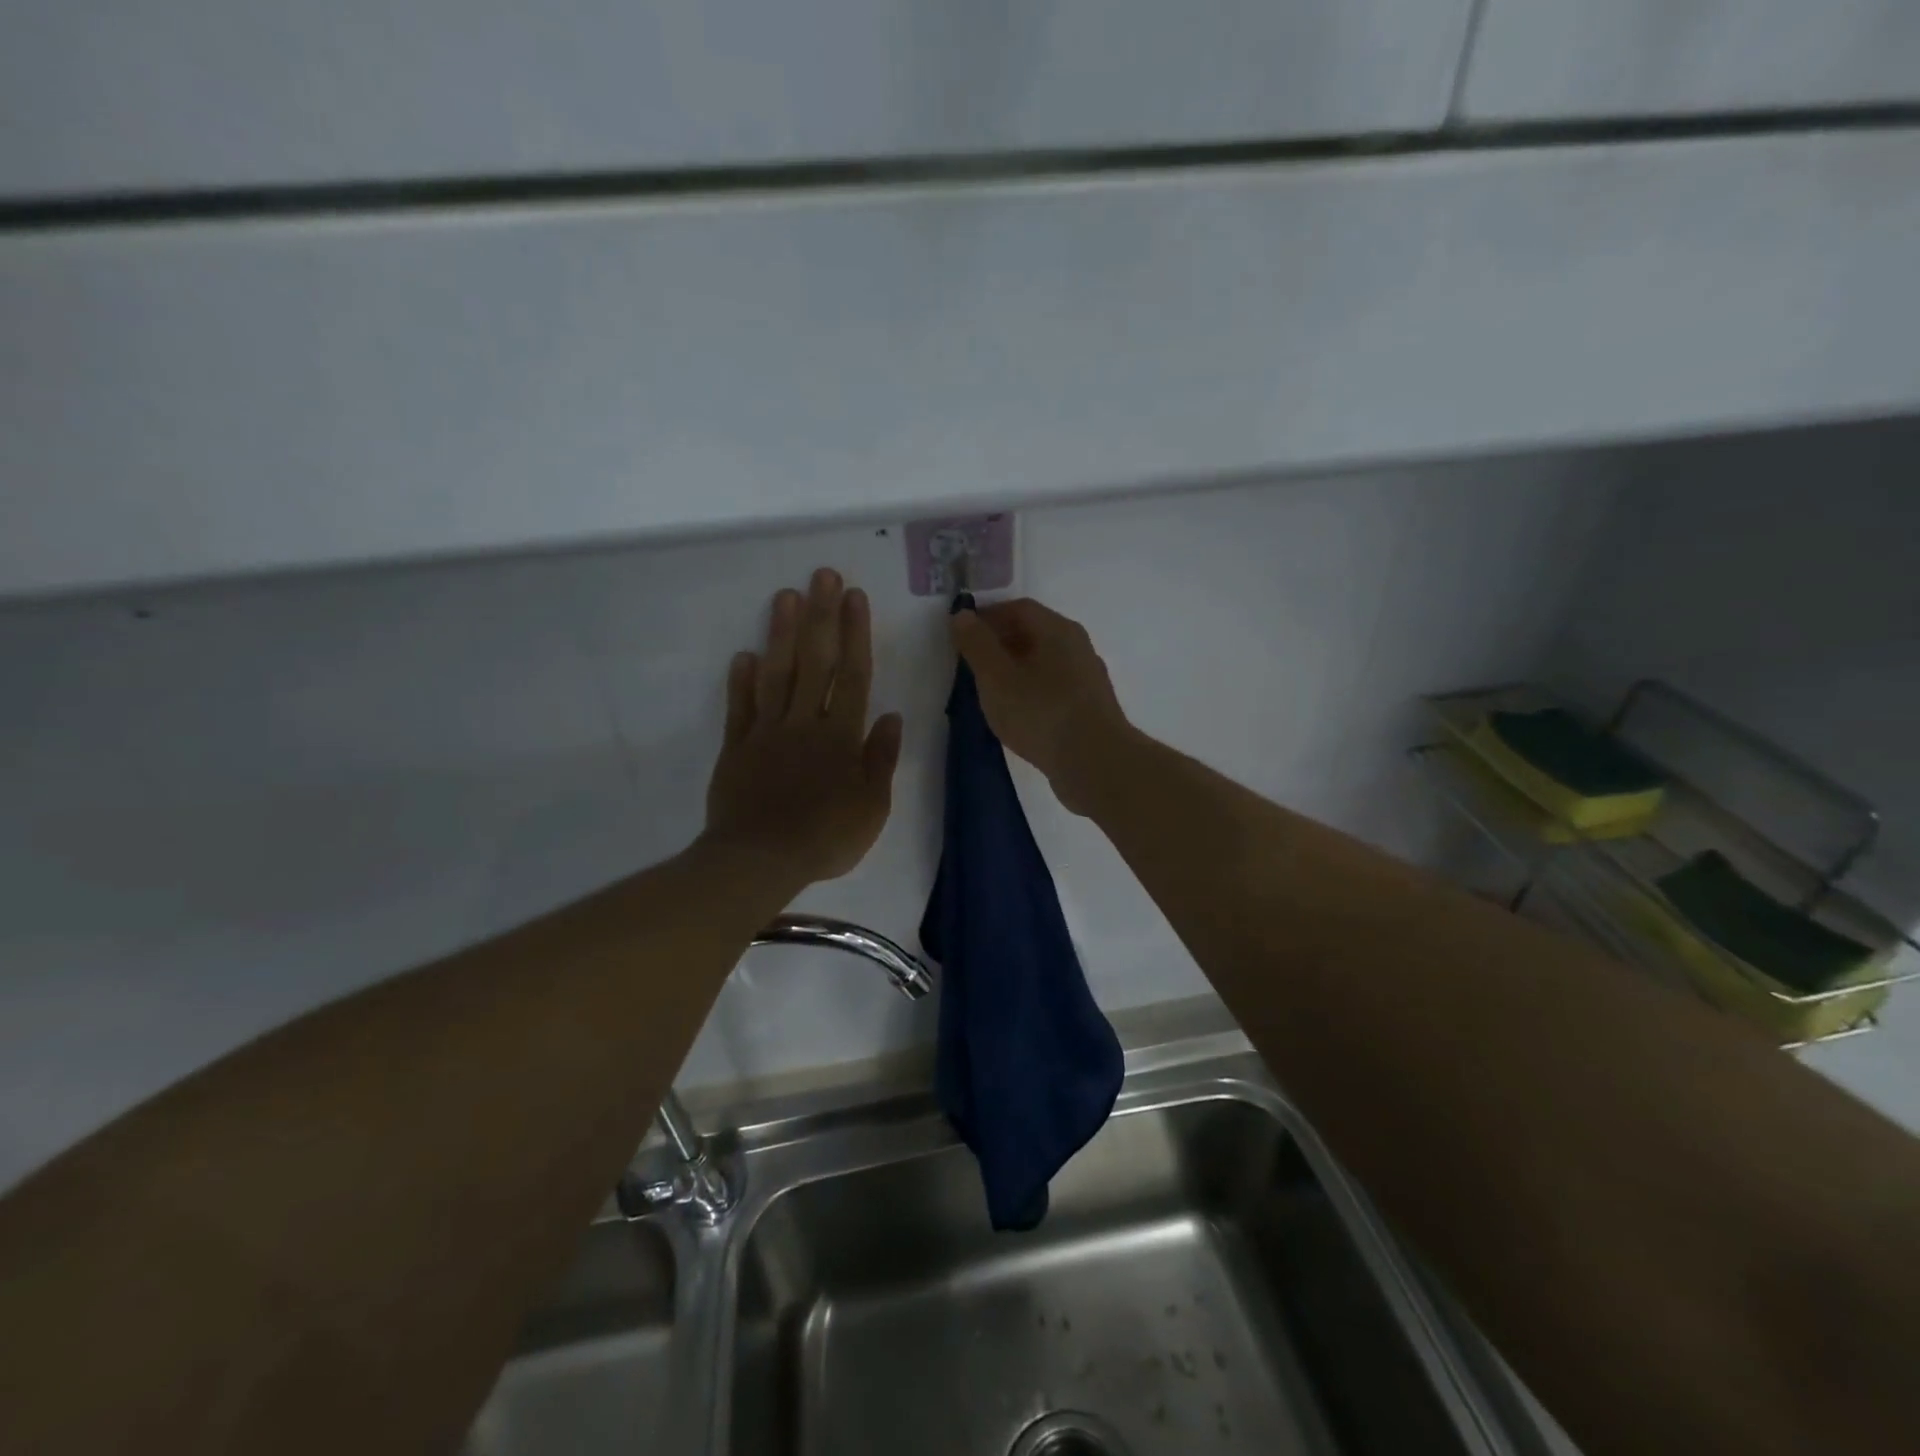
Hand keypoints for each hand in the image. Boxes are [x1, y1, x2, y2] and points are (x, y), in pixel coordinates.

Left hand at [704, 569, 903, 884]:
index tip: (854, 597)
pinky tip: (744, 654)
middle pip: (815, 661)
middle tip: (822, 575)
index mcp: (841, 736)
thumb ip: (881, 759)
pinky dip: (741, 680)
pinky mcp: (736, 747)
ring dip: (780, 633)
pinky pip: (740, 707)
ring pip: (776, 674)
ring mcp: (767, 731)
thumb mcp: (872, 807)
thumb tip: (891, 716)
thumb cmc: (825, 837)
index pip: (852, 675)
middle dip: (820, 616)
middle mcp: (805, 722)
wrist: (760, 860)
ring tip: (785, 596)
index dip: (855, 634)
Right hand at [950, 598, 1131, 814]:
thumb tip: (962, 615)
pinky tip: (1017, 715)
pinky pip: (1053, 689)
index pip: (1018, 608)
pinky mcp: (1089, 709)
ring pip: (1044, 663)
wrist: (1095, 764)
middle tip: (970, 665)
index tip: (961, 636)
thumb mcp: (996, 677)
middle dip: (999, 643)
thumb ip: (977, 644)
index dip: (987, 617)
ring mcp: (1087, 679)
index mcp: (1058, 630)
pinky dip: (1030, 693)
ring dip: (1015, 671)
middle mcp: (1077, 646)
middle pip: (1033, 633)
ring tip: (989, 692)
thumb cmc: (1041, 713)